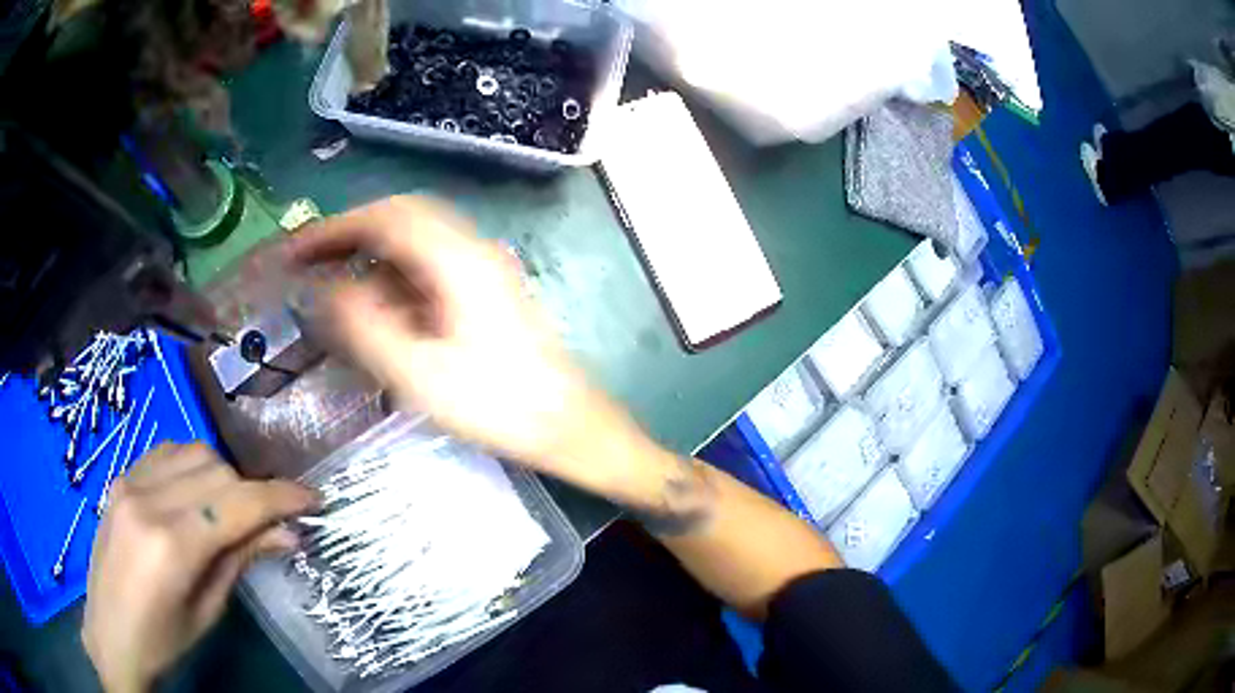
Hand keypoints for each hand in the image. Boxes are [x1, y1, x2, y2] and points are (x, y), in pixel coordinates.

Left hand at [82, 443, 317, 692]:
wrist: (111, 634)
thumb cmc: (164, 640)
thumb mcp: (207, 610)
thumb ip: (241, 560)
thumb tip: (287, 533)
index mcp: (171, 545)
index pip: (237, 503)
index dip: (281, 498)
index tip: (313, 500)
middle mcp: (147, 500)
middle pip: (217, 470)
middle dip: (251, 493)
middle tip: (267, 525)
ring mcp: (128, 482)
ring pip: (193, 452)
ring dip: (222, 477)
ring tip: (228, 511)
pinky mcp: (120, 477)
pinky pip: (166, 452)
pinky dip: (192, 467)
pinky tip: (194, 495)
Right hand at [286, 196, 673, 503]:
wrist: (566, 423)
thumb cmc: (496, 404)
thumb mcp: (418, 372)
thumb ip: (364, 325)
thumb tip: (326, 289)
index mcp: (457, 258)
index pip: (385, 218)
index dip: (334, 229)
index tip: (296, 250)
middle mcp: (471, 248)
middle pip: (400, 219)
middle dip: (350, 236)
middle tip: (309, 263)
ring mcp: (482, 266)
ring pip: (414, 241)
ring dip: (371, 254)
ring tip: (332, 283)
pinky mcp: (484, 289)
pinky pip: (428, 266)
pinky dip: (393, 276)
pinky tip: (376, 305)